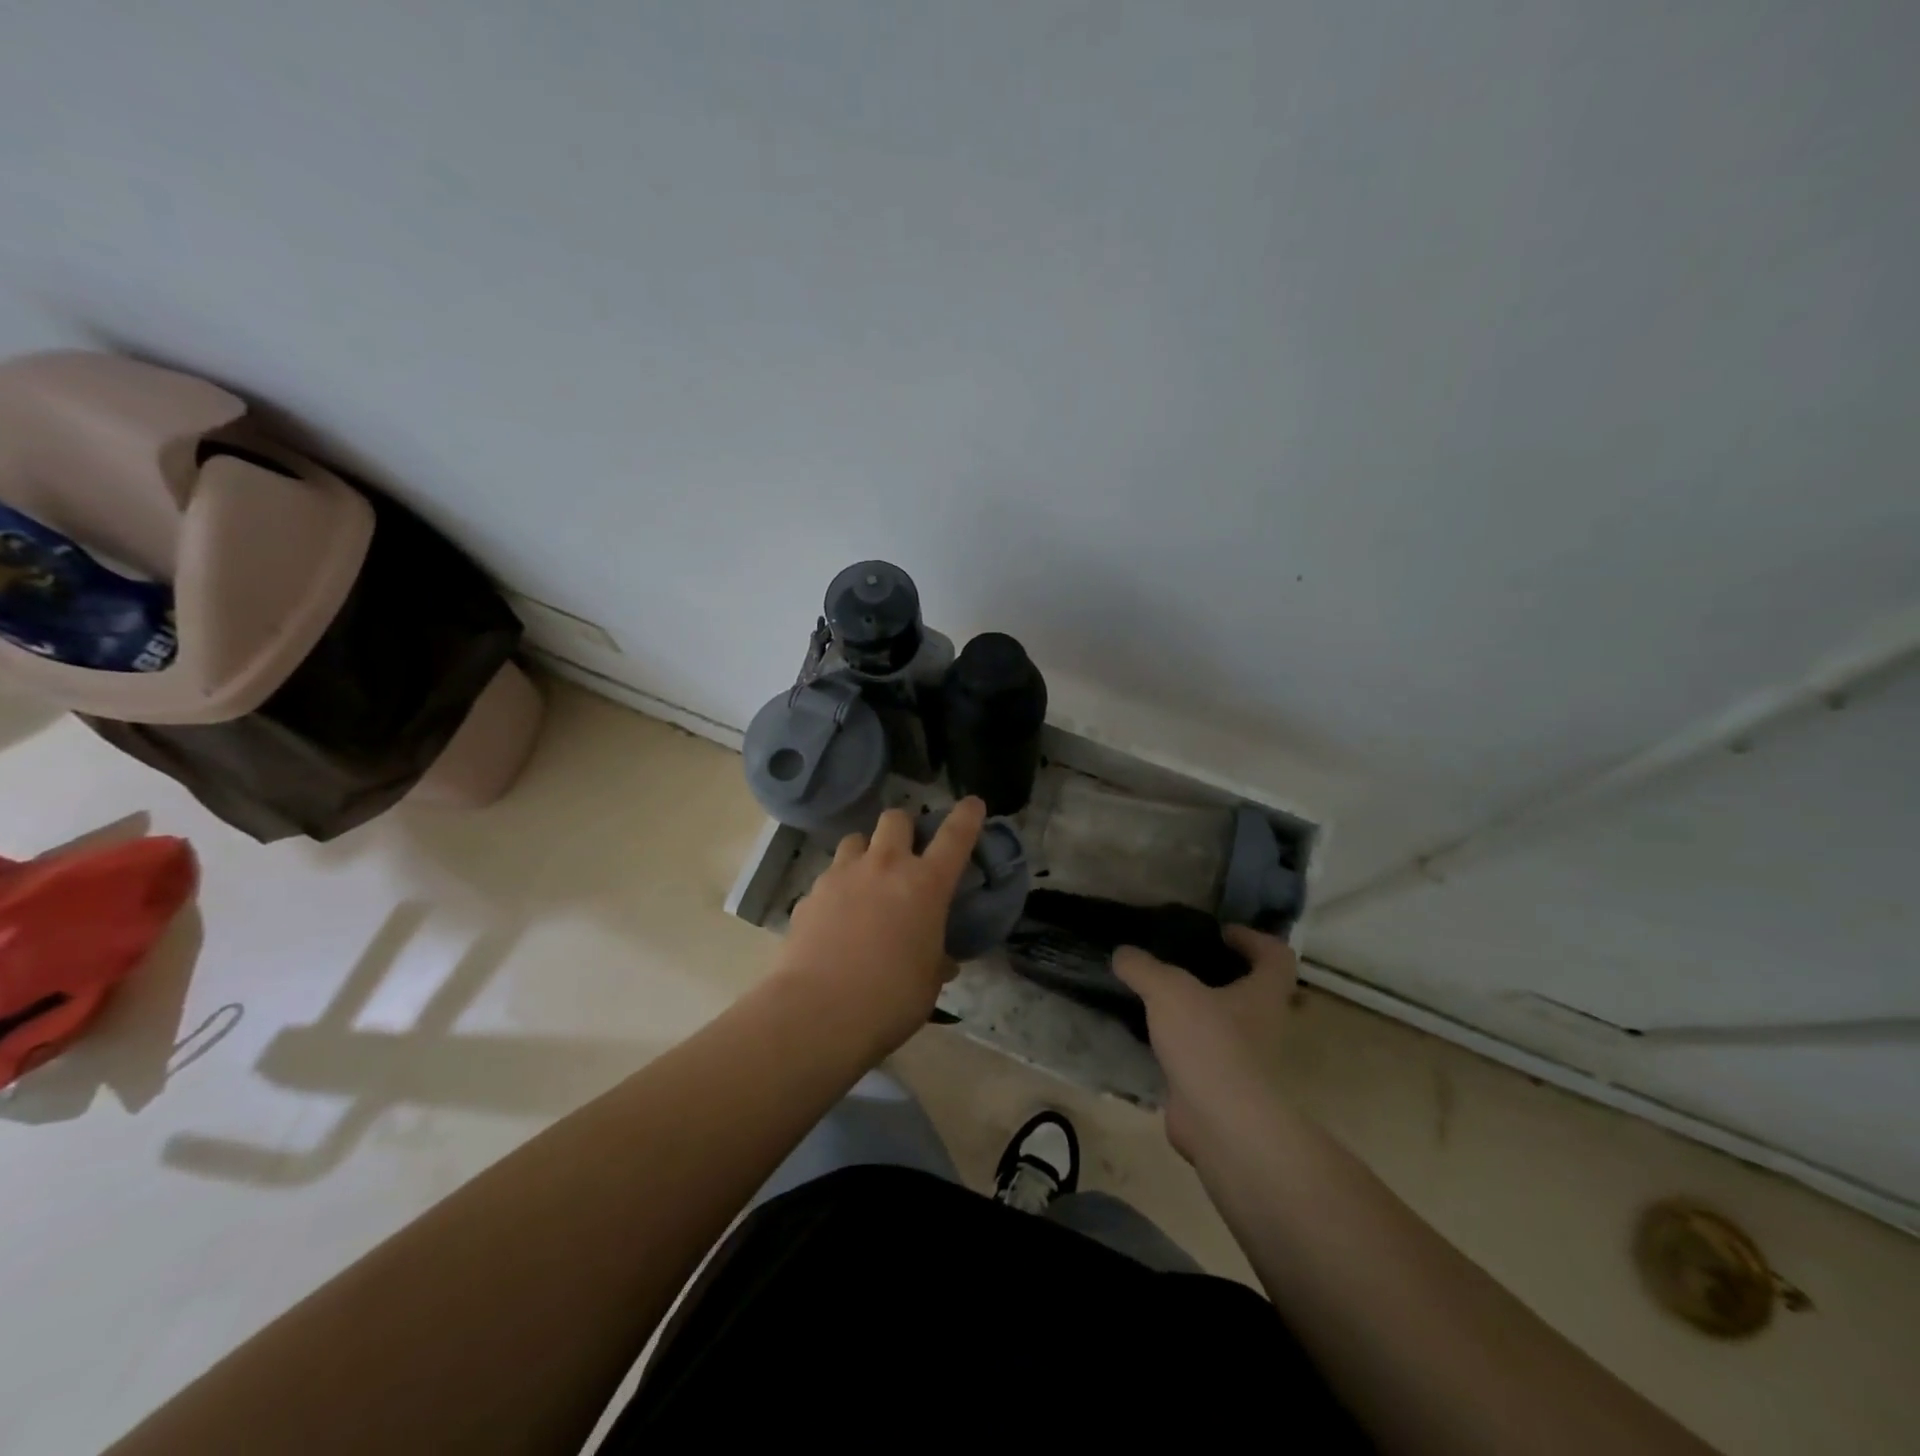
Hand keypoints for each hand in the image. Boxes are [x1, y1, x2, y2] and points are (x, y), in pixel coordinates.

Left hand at [774, 798, 986, 1059]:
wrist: (817, 1012)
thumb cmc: (890, 999)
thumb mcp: (928, 983)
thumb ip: (936, 961)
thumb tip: (940, 961)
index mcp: (925, 884)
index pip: (955, 836)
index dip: (966, 816)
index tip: (972, 804)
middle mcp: (884, 867)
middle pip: (895, 819)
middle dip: (903, 828)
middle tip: (905, 853)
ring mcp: (842, 876)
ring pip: (855, 840)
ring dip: (865, 852)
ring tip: (865, 881)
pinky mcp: (809, 894)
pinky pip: (828, 878)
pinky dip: (837, 890)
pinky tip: (835, 920)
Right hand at [1114, 926, 1297, 1161]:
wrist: (1221, 1124)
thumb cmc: (1208, 1042)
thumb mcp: (1167, 990)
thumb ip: (1143, 967)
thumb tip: (1122, 954)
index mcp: (1263, 994)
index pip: (1275, 956)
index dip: (1253, 939)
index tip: (1220, 933)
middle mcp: (1263, 1026)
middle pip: (1252, 991)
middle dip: (1221, 976)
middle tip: (1181, 964)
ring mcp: (1245, 1061)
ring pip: (1225, 1025)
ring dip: (1198, 1011)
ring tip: (1157, 998)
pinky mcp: (1221, 1088)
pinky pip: (1202, 1056)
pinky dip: (1181, 1045)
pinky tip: (1149, 1037)